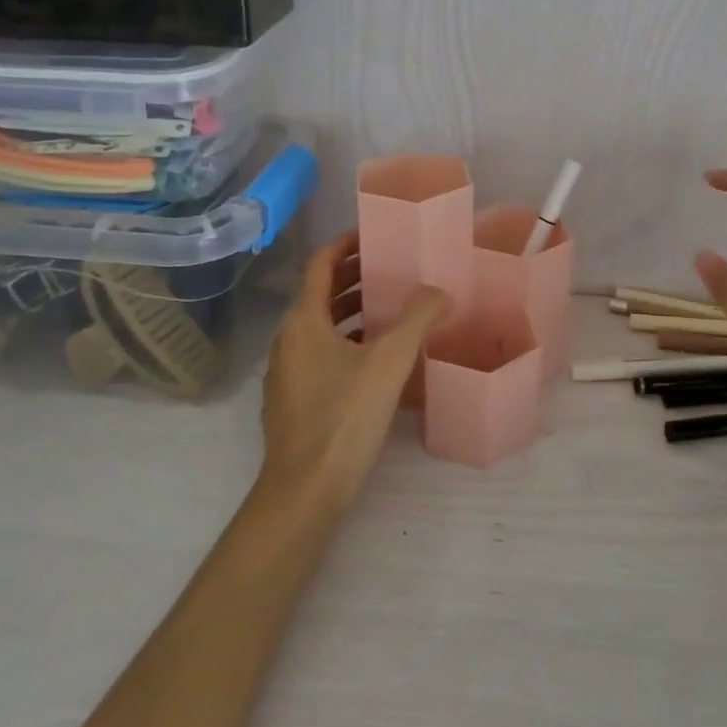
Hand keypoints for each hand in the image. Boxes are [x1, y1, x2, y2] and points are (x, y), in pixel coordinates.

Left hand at [259, 231, 445, 511]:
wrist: (304, 493)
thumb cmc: (344, 416)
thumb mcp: (390, 361)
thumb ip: (417, 318)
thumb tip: (439, 291)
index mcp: (304, 321)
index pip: (320, 263)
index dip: (346, 244)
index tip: (374, 234)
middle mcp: (288, 340)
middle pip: (321, 293)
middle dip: (356, 277)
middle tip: (394, 270)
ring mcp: (287, 373)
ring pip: (322, 327)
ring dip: (353, 312)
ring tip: (392, 311)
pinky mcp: (293, 401)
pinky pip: (321, 354)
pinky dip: (347, 342)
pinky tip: (378, 359)